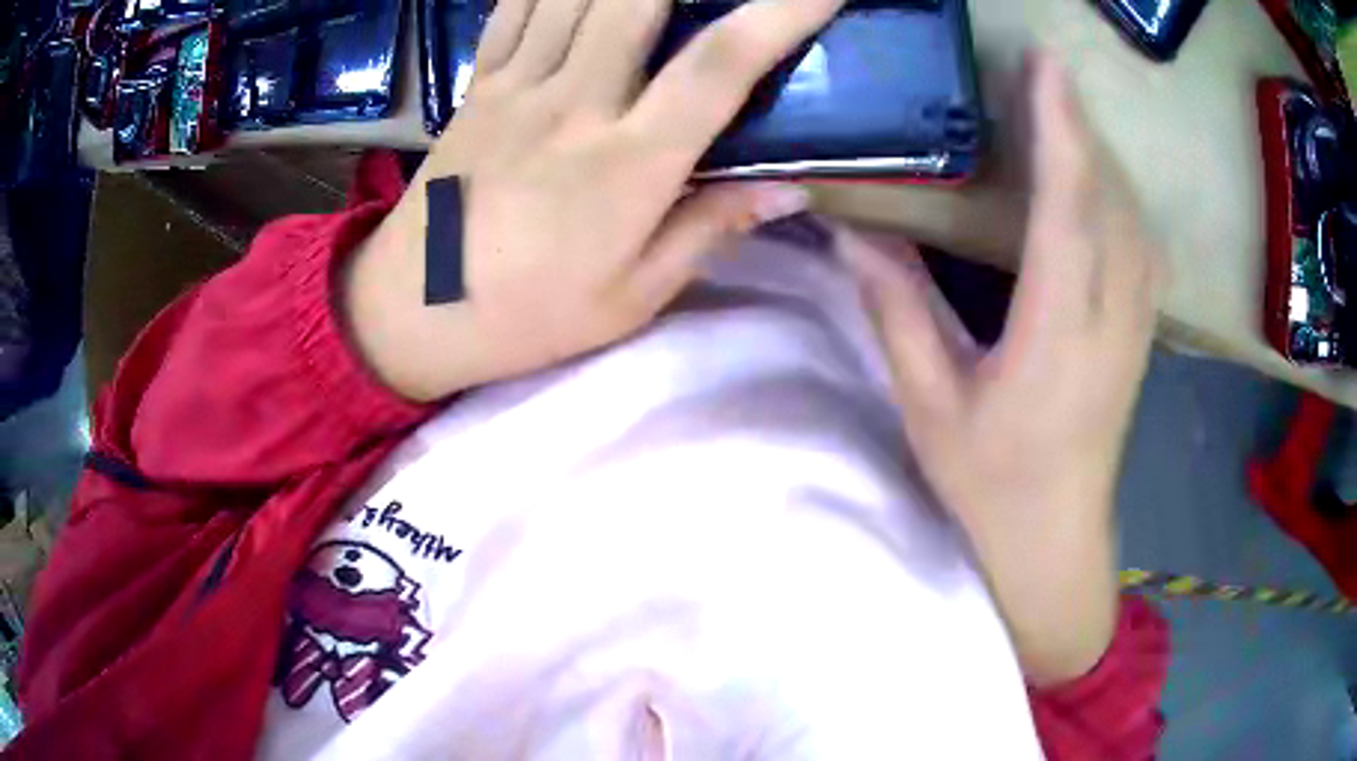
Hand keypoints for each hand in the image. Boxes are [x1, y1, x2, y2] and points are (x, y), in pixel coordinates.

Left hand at [344, 0, 842, 400]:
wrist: (413, 312)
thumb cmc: (527, 316)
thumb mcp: (631, 297)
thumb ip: (709, 229)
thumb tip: (789, 190)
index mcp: (627, 166)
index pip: (719, 67)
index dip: (780, 14)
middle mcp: (575, 105)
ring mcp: (518, 86)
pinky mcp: (479, 85)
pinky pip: (515, 8)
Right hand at [839, 53, 1162, 685]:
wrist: (1056, 539)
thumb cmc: (992, 484)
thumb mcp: (931, 406)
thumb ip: (898, 311)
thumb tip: (856, 232)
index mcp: (1057, 338)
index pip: (1069, 212)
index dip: (1061, 131)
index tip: (1046, 66)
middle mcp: (1112, 320)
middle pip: (1109, 198)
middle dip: (1080, 126)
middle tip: (1040, 73)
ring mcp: (1136, 325)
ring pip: (1132, 215)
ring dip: (1100, 154)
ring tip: (1062, 113)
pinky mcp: (1142, 331)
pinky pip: (1141, 241)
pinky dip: (1118, 192)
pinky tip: (1098, 180)